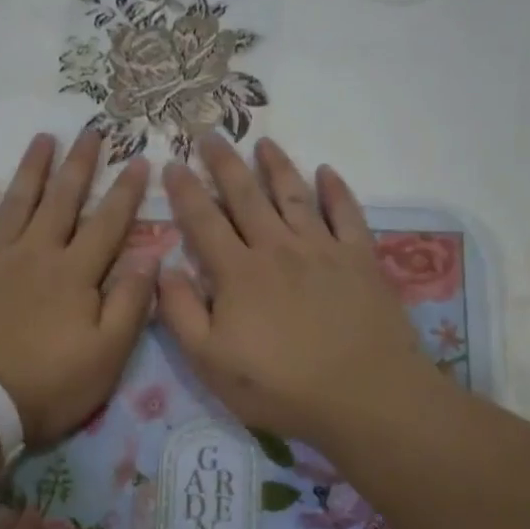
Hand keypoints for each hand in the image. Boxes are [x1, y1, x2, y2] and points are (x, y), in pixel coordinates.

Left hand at [0, 131, 155, 445]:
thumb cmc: (48, 384)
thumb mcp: (107, 354)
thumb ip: (131, 303)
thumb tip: (151, 256)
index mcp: (75, 273)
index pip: (108, 223)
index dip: (125, 192)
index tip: (138, 159)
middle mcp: (37, 253)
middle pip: (63, 200)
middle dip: (80, 164)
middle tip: (91, 130)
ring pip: (17, 203)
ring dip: (32, 170)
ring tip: (44, 139)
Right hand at [157, 136, 438, 453]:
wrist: (364, 394)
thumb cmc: (280, 386)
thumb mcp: (211, 362)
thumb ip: (181, 313)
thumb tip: (166, 268)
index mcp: (238, 272)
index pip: (203, 221)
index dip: (184, 191)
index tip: (172, 163)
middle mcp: (277, 248)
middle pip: (246, 196)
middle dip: (224, 163)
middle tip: (210, 134)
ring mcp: (323, 249)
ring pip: (294, 195)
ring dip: (276, 166)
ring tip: (263, 142)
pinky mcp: (360, 259)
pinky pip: (347, 213)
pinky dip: (336, 190)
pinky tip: (327, 172)